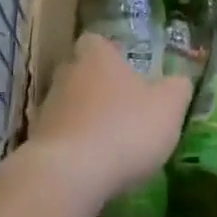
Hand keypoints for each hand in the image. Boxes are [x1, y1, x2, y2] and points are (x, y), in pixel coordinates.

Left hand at [26, 33, 192, 207]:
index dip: (111, 54)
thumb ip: (177, 89)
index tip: (126, 69)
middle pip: (80, 72)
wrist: (69, 175)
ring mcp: (46, 110)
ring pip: (69, 106)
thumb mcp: (168, 107)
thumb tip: (179, 81)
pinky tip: (94, 166)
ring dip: (87, 119)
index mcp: (97, 57)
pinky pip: (61, 138)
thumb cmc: (124, 128)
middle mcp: (66, 75)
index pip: (97, 42)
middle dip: (99, 87)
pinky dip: (76, 147)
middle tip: (123, 105)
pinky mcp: (37, 144)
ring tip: (112, 141)